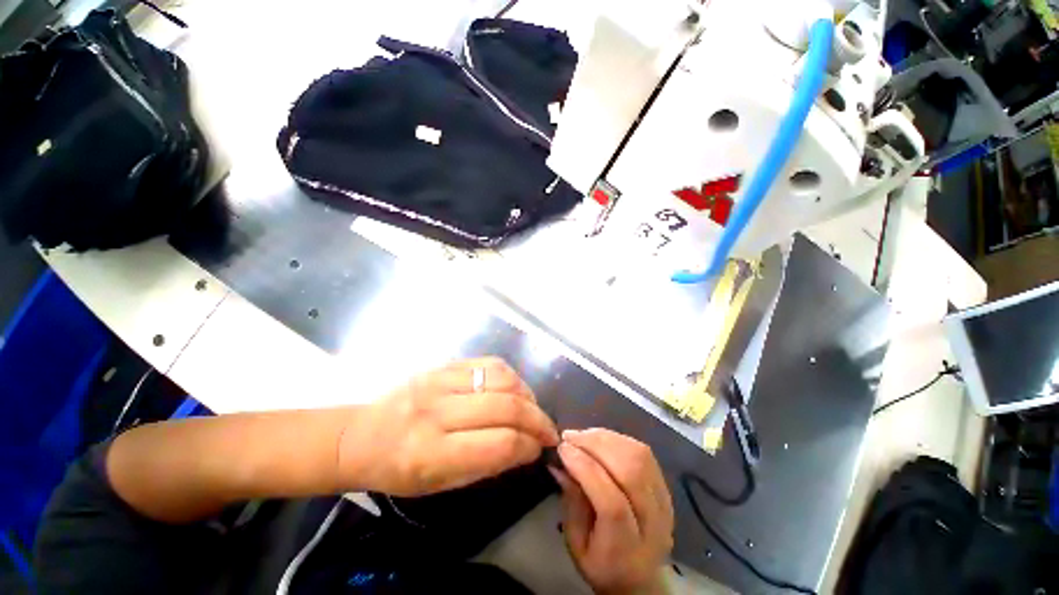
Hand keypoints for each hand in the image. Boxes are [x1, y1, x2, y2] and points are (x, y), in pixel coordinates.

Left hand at [344, 358, 559, 496]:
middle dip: (537, 419)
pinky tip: (515, 389)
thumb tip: (525, 447)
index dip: (529, 446)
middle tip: (548, 429)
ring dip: (527, 394)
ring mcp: (441, 381)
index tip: (541, 448)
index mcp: (432, 453)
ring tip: (532, 408)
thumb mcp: (441, 484)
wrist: (363, 435)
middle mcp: (438, 411)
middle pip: (505, 406)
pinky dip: (511, 376)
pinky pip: (489, 363)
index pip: (499, 444)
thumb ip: (486, 465)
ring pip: (502, 379)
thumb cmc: (399, 471)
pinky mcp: (444, 365)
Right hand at [552, 429, 673, 594]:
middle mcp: (653, 524)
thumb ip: (570, 502)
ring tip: (582, 435)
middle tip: (570, 436)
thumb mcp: (576, 544)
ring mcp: (665, 502)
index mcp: (627, 550)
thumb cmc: (601, 564)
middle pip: (631, 472)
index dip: (586, 469)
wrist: (640, 577)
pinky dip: (618, 439)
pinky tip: (599, 438)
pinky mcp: (665, 486)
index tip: (563, 449)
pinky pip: (643, 453)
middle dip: (595, 446)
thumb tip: (559, 462)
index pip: (612, 503)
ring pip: (639, 456)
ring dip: (606, 438)